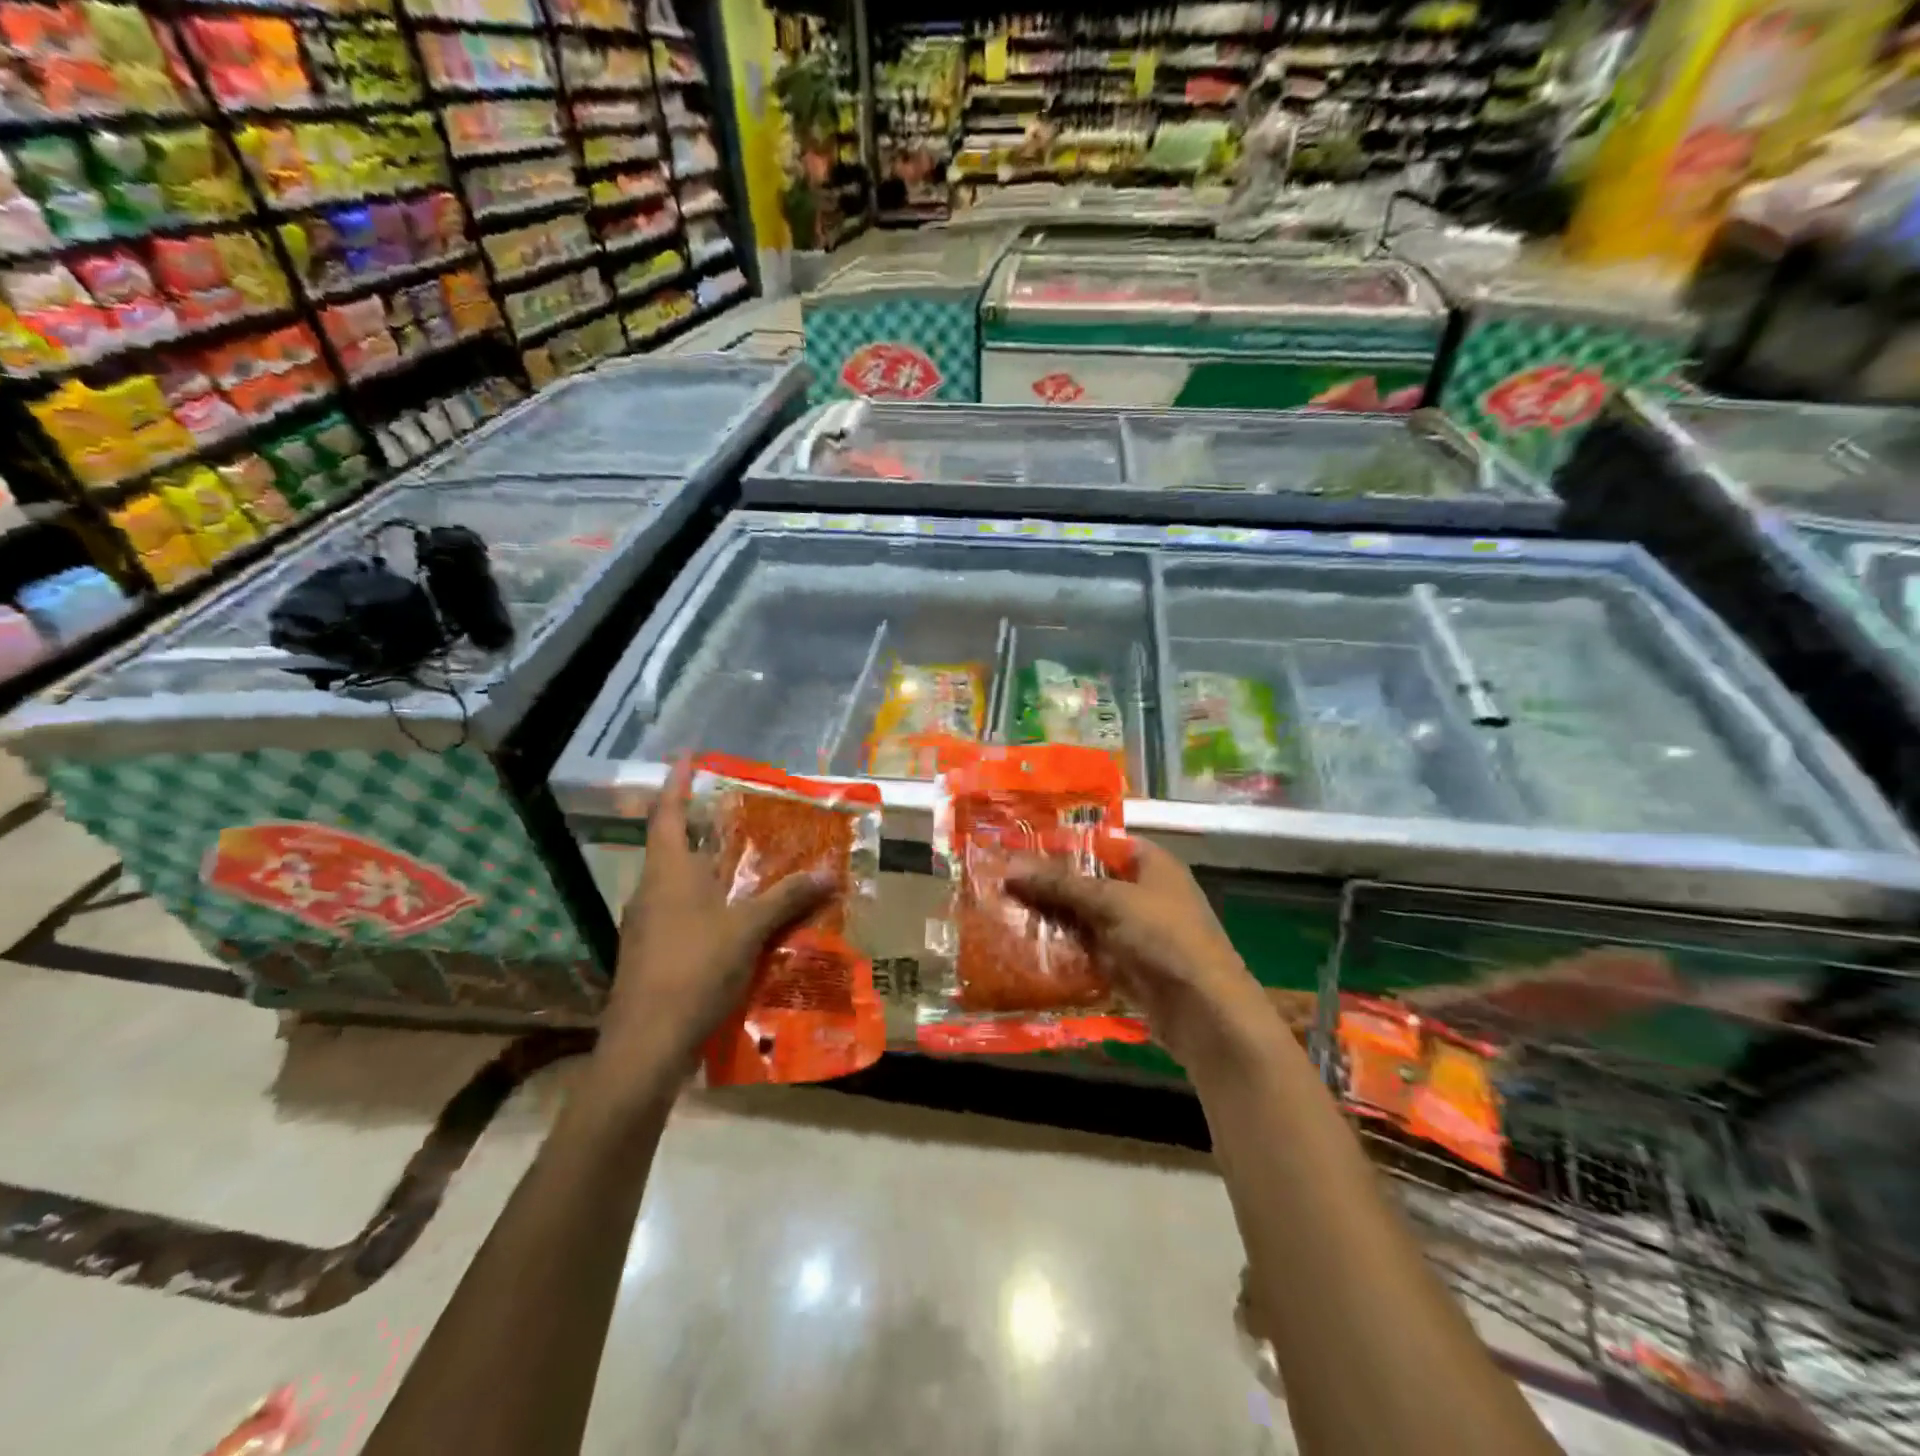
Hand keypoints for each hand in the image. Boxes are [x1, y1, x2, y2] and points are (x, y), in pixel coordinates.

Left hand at [600, 758, 833, 1087]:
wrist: (645, 1045)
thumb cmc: (694, 969)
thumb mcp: (748, 930)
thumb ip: (787, 899)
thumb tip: (830, 872)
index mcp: (668, 873)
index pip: (667, 814)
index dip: (677, 783)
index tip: (687, 757)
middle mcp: (650, 892)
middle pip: (672, 850)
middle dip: (701, 832)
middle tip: (737, 820)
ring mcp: (644, 927)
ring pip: (676, 887)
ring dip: (705, 875)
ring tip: (742, 873)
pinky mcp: (647, 956)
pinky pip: (678, 918)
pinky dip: (704, 910)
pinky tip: (731, 926)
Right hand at [1006, 837, 1276, 1070]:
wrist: (1204, 1011)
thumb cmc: (1164, 937)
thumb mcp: (1110, 901)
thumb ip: (1060, 884)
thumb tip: (1009, 867)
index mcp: (1151, 864)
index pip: (1100, 843)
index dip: (1063, 844)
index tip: (1020, 845)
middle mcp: (1143, 893)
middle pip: (1088, 882)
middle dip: (1049, 884)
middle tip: (1002, 880)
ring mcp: (1134, 932)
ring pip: (1084, 918)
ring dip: (1051, 918)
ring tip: (1002, 910)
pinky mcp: (1126, 966)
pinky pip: (1087, 951)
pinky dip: (1062, 948)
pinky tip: (1025, 946)